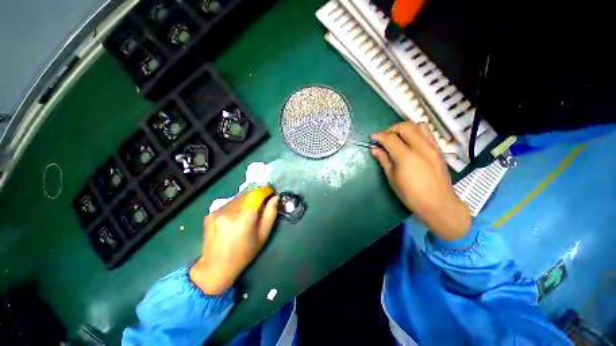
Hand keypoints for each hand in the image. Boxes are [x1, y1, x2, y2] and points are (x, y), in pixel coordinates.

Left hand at [190, 187, 279, 294]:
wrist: (216, 266)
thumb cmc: (244, 253)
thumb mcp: (263, 235)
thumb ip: (270, 214)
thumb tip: (275, 198)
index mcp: (243, 219)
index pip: (255, 195)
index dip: (264, 191)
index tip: (270, 192)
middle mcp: (228, 212)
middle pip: (246, 194)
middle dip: (256, 195)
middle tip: (262, 203)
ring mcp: (217, 212)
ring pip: (238, 197)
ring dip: (246, 200)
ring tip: (249, 211)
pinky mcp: (210, 213)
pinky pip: (229, 203)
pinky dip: (237, 205)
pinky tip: (236, 216)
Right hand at [371, 122, 470, 240]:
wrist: (439, 204)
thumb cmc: (411, 195)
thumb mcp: (392, 178)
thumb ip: (384, 160)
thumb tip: (375, 149)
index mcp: (406, 157)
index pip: (390, 138)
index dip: (379, 136)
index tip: (373, 138)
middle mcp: (420, 147)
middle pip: (405, 127)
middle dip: (392, 129)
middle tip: (385, 138)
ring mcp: (432, 147)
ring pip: (418, 126)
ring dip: (405, 128)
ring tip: (399, 138)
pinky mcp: (439, 150)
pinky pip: (427, 133)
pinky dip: (416, 132)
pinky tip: (411, 142)